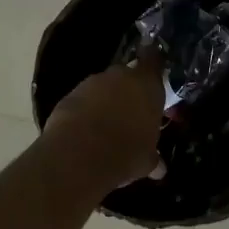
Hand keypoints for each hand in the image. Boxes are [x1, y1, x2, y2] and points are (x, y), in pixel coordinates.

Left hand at [42, 50, 164, 190]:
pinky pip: (83, 99)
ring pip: (103, 87)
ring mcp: (92, 83)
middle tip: (131, 112)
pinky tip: (85, 131)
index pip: (154, 60)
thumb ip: (153, 157)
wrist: (78, 155)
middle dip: (128, 90)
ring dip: (105, 101)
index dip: (154, 63)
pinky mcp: (69, 95)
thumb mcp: (146, 160)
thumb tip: (160, 168)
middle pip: (127, 75)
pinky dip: (85, 110)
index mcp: (147, 85)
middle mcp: (121, 76)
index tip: (154, 70)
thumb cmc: (125, 153)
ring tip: (106, 126)